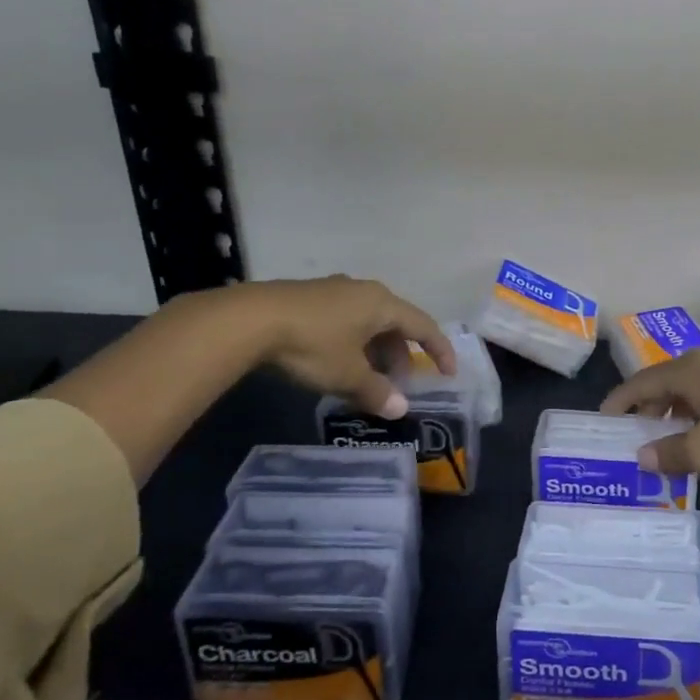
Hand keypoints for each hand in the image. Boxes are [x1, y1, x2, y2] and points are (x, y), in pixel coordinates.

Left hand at [255, 276, 454, 418]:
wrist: (251, 319)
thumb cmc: (312, 344)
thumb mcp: (347, 375)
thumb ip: (377, 392)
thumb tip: (401, 408)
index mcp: (382, 304)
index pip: (424, 326)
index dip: (439, 350)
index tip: (448, 373)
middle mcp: (365, 291)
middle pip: (395, 324)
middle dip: (401, 356)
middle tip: (396, 385)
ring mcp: (336, 290)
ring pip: (369, 322)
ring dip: (376, 351)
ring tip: (366, 379)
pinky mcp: (311, 297)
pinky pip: (346, 320)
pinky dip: (354, 343)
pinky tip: (337, 364)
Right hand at [600, 345, 699, 477]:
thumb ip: (671, 453)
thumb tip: (641, 454)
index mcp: (690, 370)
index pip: (642, 380)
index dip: (621, 399)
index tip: (605, 416)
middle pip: (668, 376)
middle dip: (650, 402)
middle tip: (640, 428)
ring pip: (695, 379)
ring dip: (678, 403)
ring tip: (675, 429)